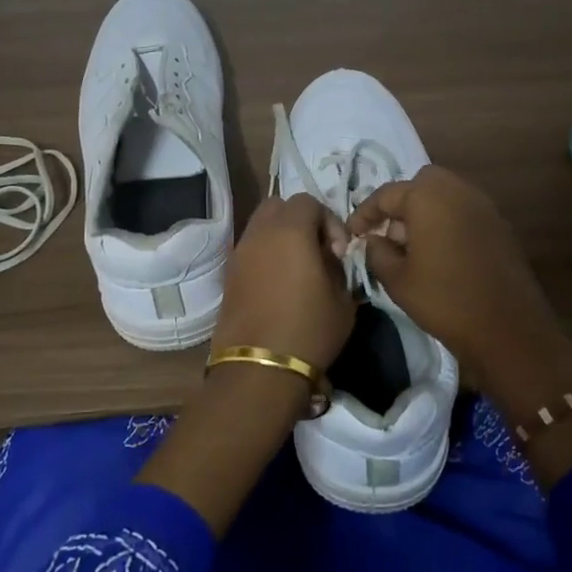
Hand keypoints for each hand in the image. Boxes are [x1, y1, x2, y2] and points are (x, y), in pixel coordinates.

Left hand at [141, 195, 355, 536]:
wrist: (259, 369)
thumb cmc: (309, 331)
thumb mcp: (343, 300)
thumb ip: (338, 268)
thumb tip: (329, 259)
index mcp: (290, 231)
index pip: (308, 202)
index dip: (329, 221)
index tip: (338, 253)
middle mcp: (259, 234)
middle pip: (278, 206)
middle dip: (300, 220)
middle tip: (317, 250)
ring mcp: (239, 254)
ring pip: (260, 226)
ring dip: (281, 237)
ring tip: (298, 269)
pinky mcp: (228, 276)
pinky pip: (250, 250)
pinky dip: (266, 255)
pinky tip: (280, 285)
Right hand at [347, 166, 571, 395]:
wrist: (507, 328)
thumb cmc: (444, 300)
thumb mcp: (397, 279)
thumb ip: (377, 252)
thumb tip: (373, 240)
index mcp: (428, 197)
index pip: (387, 194)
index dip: (365, 213)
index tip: (352, 234)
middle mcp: (458, 191)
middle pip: (421, 184)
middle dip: (401, 204)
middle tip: (388, 234)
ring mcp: (484, 207)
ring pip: (446, 195)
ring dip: (425, 212)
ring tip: (411, 247)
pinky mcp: (500, 226)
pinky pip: (464, 212)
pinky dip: (447, 223)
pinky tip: (439, 255)